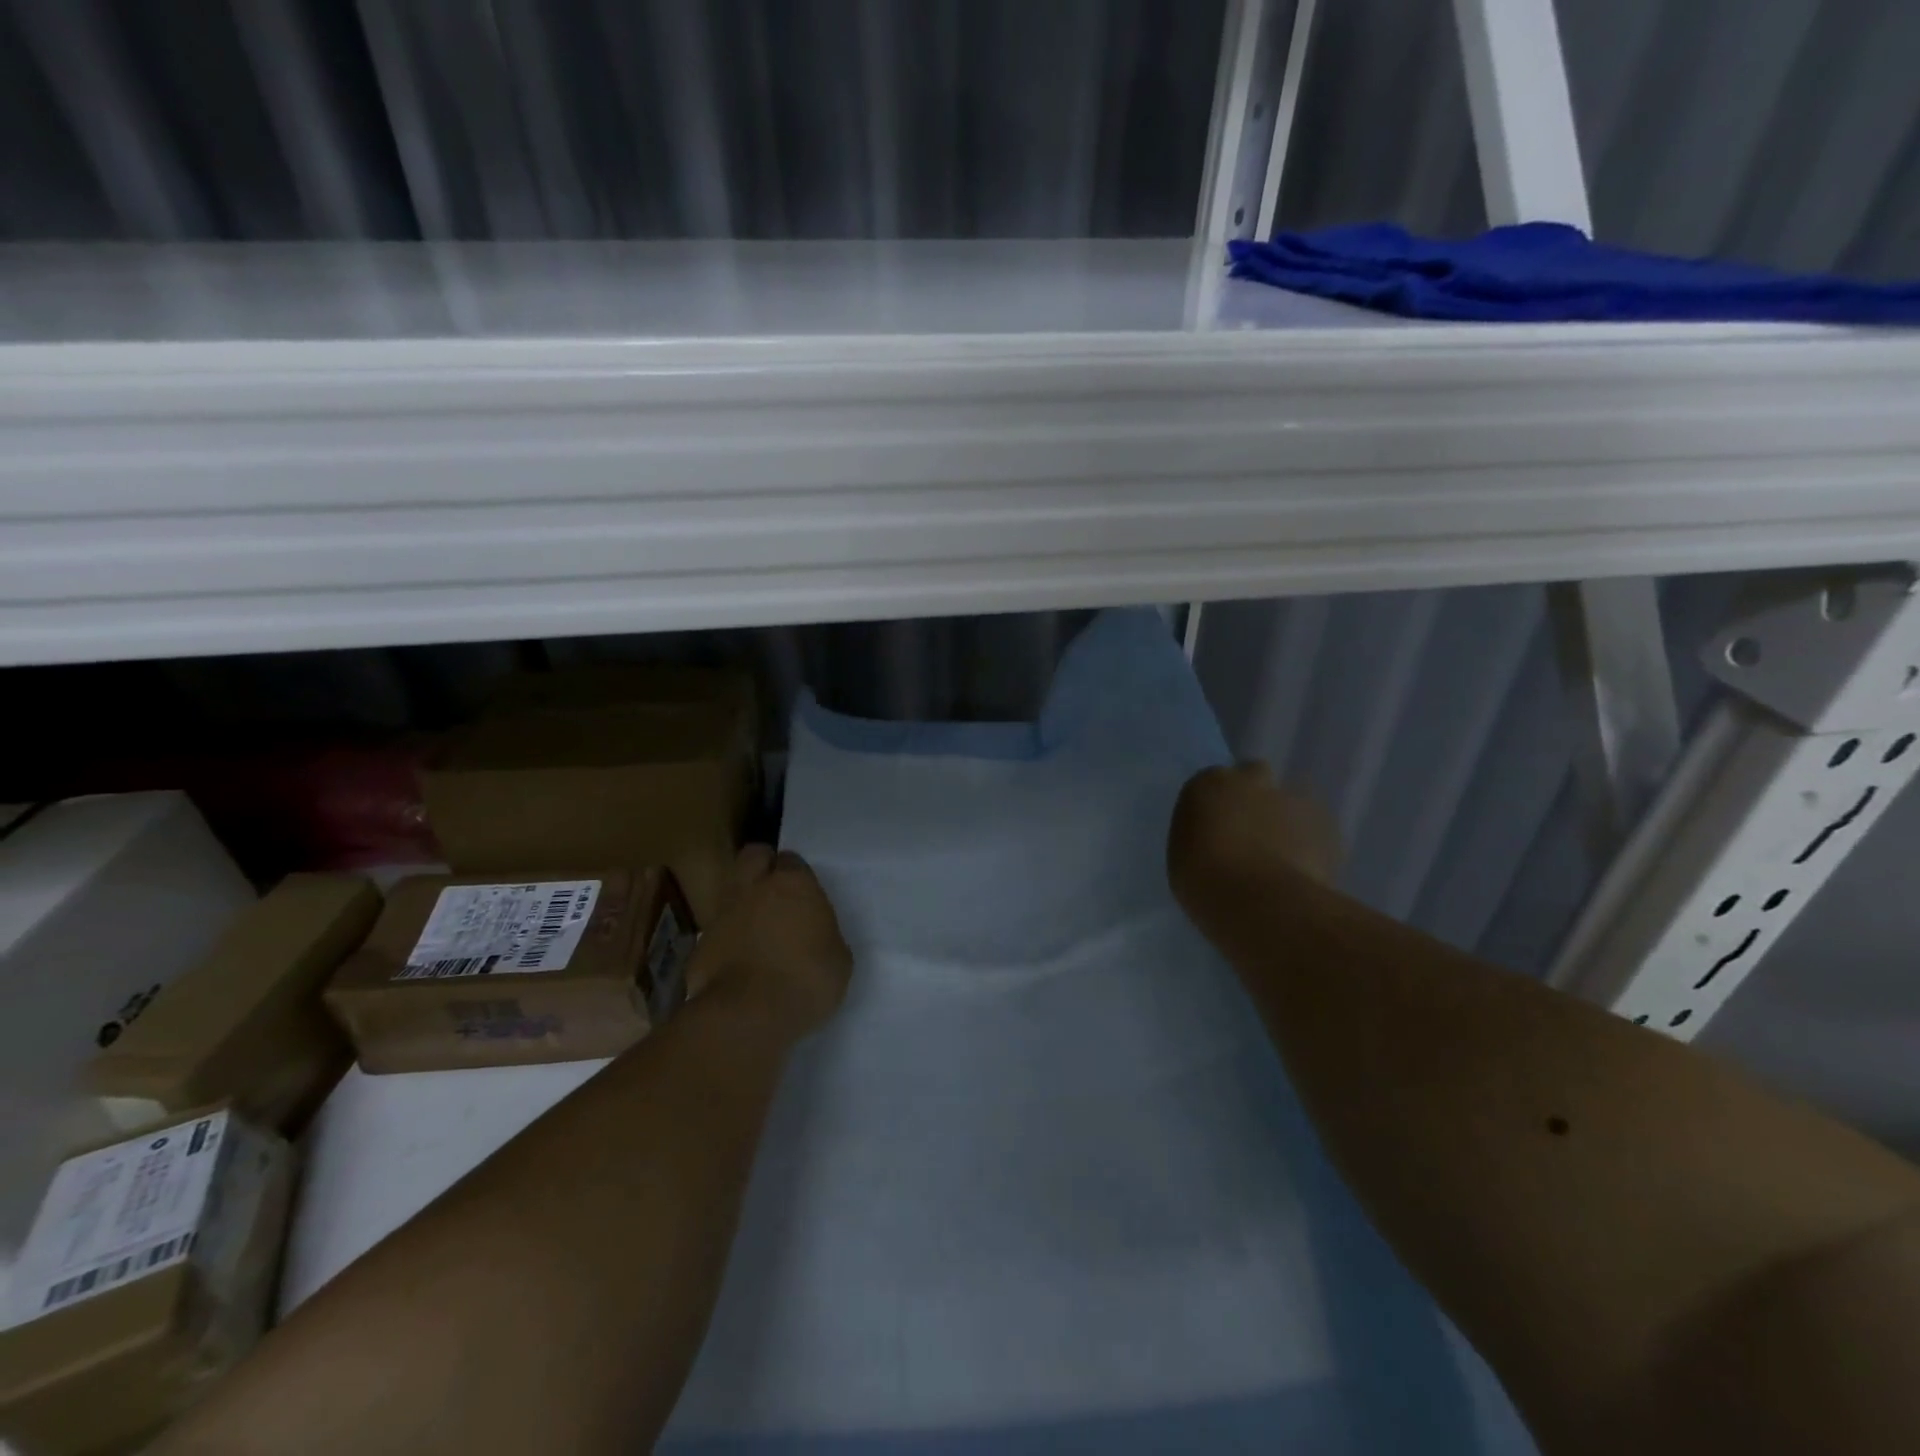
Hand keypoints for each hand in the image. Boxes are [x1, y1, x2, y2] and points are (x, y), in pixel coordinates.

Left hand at [691, 845, 852, 1041]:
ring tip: (758, 928)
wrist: (749, 1015)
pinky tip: (740, 961)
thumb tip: (813, 935)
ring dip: (743, 901)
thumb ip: (823, 934)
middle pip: (753, 856)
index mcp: (794, 885)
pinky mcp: (702, 944)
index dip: (796, 873)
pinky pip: (718, 929)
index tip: (803, 893)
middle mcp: (755, 888)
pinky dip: (728, 938)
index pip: (792, 860)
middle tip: (776, 891)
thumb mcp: (838, 957)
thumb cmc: (807, 980)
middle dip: (762, 866)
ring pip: (732, 890)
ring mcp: (723, 914)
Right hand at [1167, 764, 1339, 919]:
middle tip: (1249, 834)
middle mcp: (1250, 780)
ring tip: (1279, 861)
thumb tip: (1217, 841)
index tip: (1217, 829)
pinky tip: (1302, 873)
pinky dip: (1310, 845)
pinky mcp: (1326, 824)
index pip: (1214, 782)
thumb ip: (1202, 837)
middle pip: (1255, 775)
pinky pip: (1316, 830)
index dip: (1218, 804)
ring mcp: (1292, 799)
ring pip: (1289, 803)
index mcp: (1208, 784)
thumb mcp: (1183, 856)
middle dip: (1255, 797)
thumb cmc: (1202, 881)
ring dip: (1284, 822)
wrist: (1259, 902)